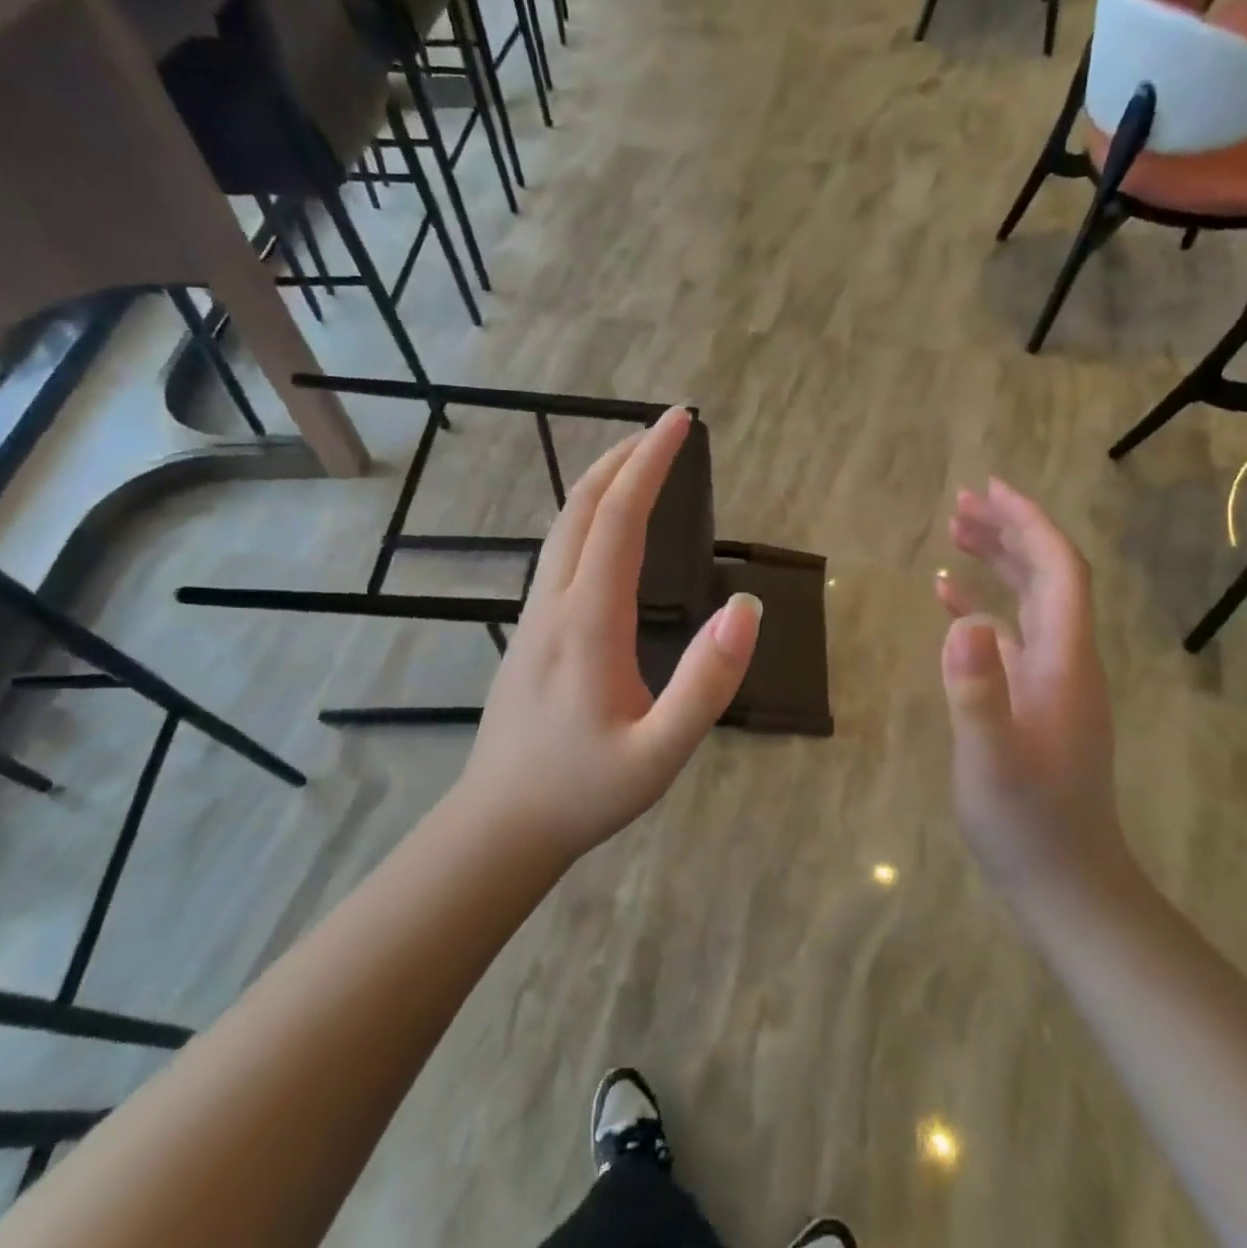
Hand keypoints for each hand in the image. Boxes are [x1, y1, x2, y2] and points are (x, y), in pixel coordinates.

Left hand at [459, 408, 761, 858]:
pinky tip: (606, 530)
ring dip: (602, 484)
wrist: (500, 825)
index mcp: (588, 622)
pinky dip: (587, 516)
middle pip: (582, 508)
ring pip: (563, 528)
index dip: (650, 464)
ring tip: (641, 464)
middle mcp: (554, 603)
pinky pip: (558, 552)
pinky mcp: (530, 631)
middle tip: (666, 429)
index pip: (619, 519)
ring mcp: (534, 615)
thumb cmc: (584, 791)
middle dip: (624, 458)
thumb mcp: (661, 753)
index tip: (679, 422)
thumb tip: (746, 609)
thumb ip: (706, 684)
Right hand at [937, 480, 1134, 908]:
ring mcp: (1051, 679)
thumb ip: (977, 692)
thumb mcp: (991, 761)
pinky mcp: (1032, 698)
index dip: (1030, 524)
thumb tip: (961, 622)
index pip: (1059, 571)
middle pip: (1047, 575)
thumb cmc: (1028, 823)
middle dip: (1009, 531)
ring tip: (955, 530)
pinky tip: (948, 598)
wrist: (1065, 881)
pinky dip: (982, 605)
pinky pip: (1011, 633)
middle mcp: (1066, 659)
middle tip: (962, 501)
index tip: (991, 489)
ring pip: (1029, 600)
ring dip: (997, 561)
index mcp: (1065, 662)